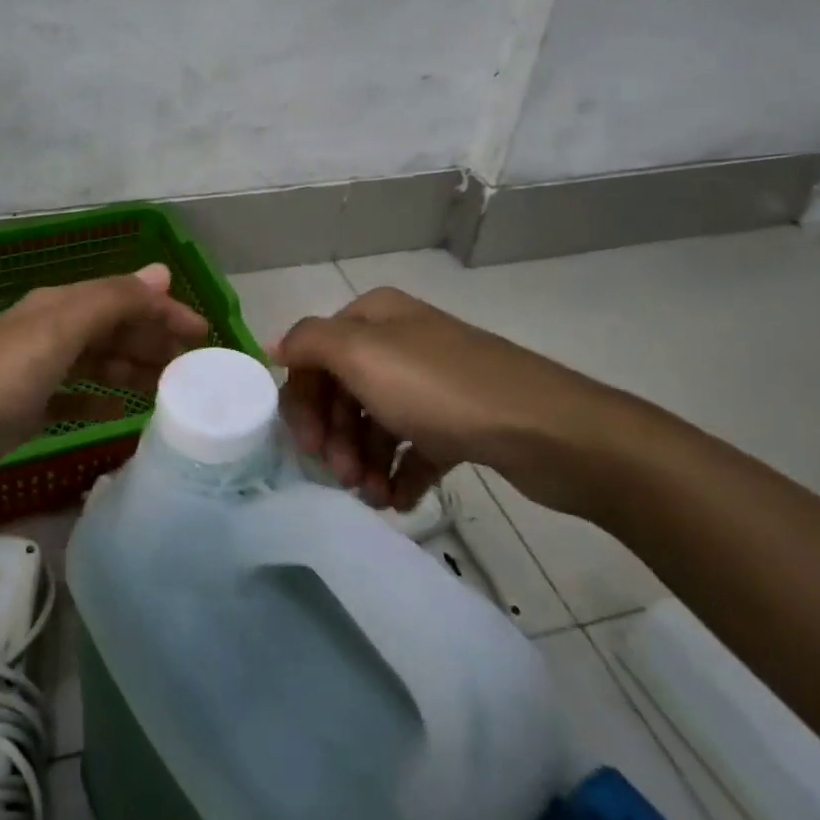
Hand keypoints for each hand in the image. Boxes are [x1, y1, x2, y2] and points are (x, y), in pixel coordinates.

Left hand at [0, 263, 208, 514]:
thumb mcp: (54, 334)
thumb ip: (109, 302)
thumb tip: (161, 272)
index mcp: (57, 306)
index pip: (124, 297)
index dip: (165, 312)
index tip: (206, 337)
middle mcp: (48, 331)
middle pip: (113, 328)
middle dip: (154, 340)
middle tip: (195, 369)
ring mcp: (35, 371)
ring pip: (98, 361)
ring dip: (133, 368)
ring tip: (170, 390)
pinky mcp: (25, 409)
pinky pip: (76, 395)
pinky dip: (101, 397)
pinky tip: (121, 411)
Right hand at [273, 286, 624, 514]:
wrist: (544, 429)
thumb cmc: (439, 388)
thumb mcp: (360, 354)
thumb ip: (309, 343)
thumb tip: (274, 345)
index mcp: (375, 318)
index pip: (315, 355)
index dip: (303, 401)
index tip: (309, 448)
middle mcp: (401, 342)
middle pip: (344, 392)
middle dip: (336, 438)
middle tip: (343, 478)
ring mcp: (432, 382)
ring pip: (377, 423)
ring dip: (365, 462)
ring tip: (373, 497)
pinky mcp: (459, 420)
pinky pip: (414, 447)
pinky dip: (401, 474)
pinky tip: (400, 500)